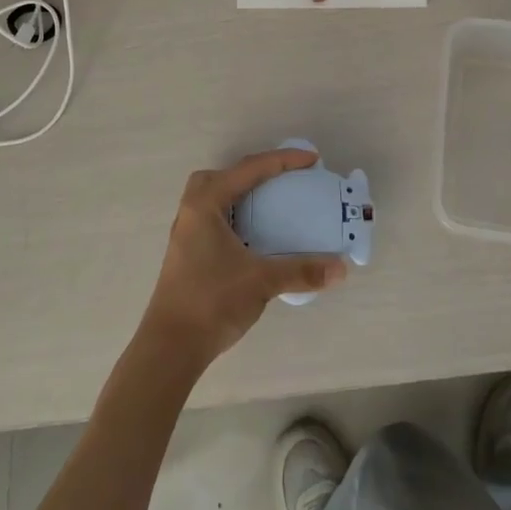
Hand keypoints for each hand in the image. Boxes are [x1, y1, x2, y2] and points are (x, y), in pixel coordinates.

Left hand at [138, 149, 346, 369]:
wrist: (169, 348)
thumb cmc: (211, 302)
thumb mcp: (261, 281)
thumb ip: (302, 271)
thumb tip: (341, 268)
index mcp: (206, 204)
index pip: (250, 169)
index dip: (284, 160)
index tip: (313, 160)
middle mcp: (192, 210)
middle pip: (225, 175)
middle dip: (255, 171)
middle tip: (284, 179)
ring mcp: (186, 232)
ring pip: (215, 196)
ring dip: (242, 193)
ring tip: (270, 203)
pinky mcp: (187, 252)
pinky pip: (215, 216)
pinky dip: (236, 214)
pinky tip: (253, 235)